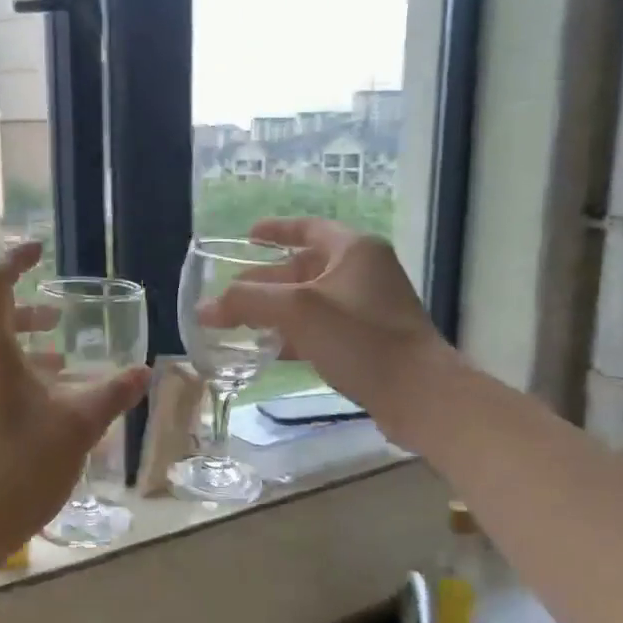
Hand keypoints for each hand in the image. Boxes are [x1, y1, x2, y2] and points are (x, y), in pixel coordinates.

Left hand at [0, 243, 148, 557]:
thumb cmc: (22, 465)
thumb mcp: (78, 426)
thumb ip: (112, 393)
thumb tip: (144, 372)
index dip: (16, 259)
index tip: (40, 252)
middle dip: (30, 314)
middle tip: (63, 320)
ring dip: (27, 351)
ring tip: (64, 365)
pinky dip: (16, 378)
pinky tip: (45, 406)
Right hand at [197, 218, 450, 429]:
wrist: (419, 395)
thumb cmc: (360, 339)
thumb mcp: (298, 311)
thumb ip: (247, 302)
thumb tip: (203, 308)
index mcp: (354, 250)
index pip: (308, 228)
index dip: (276, 229)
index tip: (247, 236)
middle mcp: (364, 272)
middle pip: (305, 267)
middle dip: (266, 279)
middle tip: (231, 293)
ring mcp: (369, 308)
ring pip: (312, 301)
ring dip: (277, 310)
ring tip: (240, 322)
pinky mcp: (369, 341)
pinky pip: (323, 328)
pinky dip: (295, 334)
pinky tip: (269, 349)